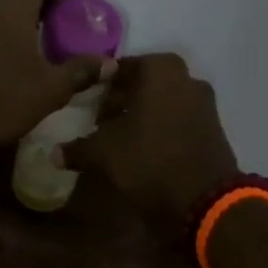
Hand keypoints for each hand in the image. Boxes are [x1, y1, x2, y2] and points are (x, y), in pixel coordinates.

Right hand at [60, 53, 238, 224]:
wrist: (203, 199)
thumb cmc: (148, 160)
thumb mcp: (103, 154)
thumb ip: (77, 148)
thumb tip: (54, 153)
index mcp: (160, 70)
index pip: (121, 68)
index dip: (101, 86)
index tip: (87, 104)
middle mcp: (186, 79)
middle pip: (145, 84)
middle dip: (121, 100)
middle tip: (100, 122)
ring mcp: (204, 104)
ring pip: (163, 103)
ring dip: (141, 116)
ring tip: (119, 140)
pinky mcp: (213, 130)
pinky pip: (178, 121)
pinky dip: (160, 130)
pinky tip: (143, 152)